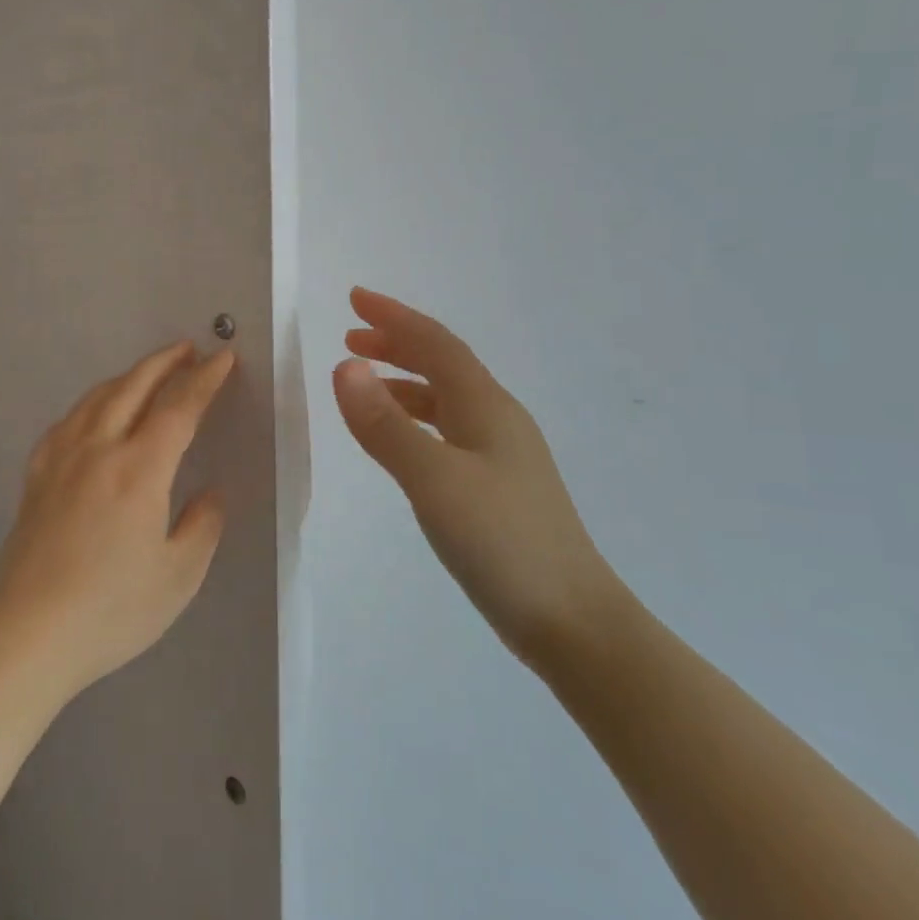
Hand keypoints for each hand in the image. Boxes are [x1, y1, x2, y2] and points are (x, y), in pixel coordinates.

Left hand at [0, 341, 236, 698]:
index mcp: (139, 470)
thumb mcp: (178, 577)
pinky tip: (92, 413)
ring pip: (98, 398)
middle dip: (165, 362)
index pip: (179, 408)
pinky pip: (67, 422)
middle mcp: (99, 449)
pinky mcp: (36, 475)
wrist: (29, 634)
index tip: (223, 359)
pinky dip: (90, 403)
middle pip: (134, 387)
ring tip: (147, 372)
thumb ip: (201, 526)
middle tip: (188, 349)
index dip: (204, 380)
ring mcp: (61, 458)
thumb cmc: (111, 609)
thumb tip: (209, 493)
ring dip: (128, 376)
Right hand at [333, 287, 620, 667]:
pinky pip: (448, 429)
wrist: (573, 622)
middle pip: (442, 363)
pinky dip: (415, 417)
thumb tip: (345, 366)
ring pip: (445, 397)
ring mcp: (502, 453)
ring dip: (404, 379)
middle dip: (396, 342)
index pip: (434, 343)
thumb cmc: (503, 542)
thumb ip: (386, 425)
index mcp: (485, 405)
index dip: (393, 316)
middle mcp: (496, 418)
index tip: (354, 297)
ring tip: (364, 382)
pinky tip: (401, 439)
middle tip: (351, 335)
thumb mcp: (434, 480)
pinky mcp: (499, 485)